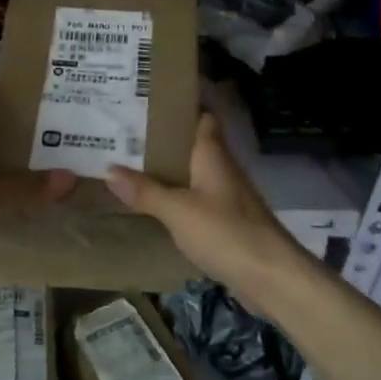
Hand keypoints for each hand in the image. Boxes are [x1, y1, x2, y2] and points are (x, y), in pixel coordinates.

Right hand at [105, 112, 311, 304]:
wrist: (271, 277)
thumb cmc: (226, 232)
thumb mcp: (178, 211)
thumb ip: (145, 191)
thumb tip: (109, 169)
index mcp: (212, 155)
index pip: (202, 117)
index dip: (180, 108)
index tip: (148, 102)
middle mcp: (222, 169)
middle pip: (193, 146)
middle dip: (163, 141)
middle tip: (125, 136)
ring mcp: (227, 197)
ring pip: (193, 174)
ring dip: (169, 171)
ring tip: (131, 166)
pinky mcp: (228, 223)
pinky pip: (197, 201)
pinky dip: (177, 199)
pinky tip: (155, 206)